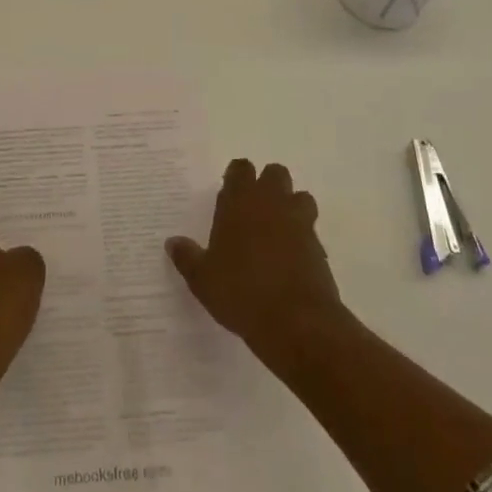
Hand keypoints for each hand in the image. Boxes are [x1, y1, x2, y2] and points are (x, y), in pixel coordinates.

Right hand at [167, 160, 341, 363]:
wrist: (296, 322)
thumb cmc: (241, 292)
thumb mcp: (203, 279)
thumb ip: (187, 257)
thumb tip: (172, 243)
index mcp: (240, 201)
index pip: (241, 169)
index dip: (236, 177)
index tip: (229, 192)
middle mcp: (272, 203)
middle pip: (275, 173)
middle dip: (268, 185)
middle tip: (254, 209)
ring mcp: (299, 223)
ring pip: (300, 197)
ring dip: (291, 206)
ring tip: (277, 230)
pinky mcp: (319, 247)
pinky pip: (311, 229)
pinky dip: (302, 237)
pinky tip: (291, 259)